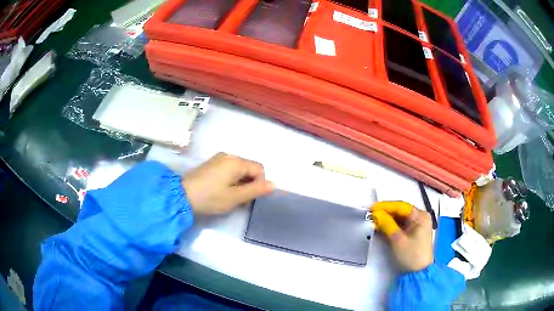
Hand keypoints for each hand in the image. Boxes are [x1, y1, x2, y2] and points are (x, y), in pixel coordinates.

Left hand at [183, 153, 274, 213]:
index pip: (259, 169)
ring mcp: (218, 158)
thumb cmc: (210, 197)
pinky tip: (222, 191)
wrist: (181, 196)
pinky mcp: (211, 164)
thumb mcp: (235, 197)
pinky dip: (231, 180)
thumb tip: (274, 184)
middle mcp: (228, 155)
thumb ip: (256, 190)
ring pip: (239, 170)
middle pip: (249, 168)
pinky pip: (229, 170)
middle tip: (239, 200)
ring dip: (240, 183)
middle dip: (249, 184)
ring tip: (230, 197)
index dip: (258, 184)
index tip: (247, 198)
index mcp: (236, 161)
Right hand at [371, 201, 432, 271]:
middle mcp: (421, 217)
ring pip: (400, 217)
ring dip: (388, 218)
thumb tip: (376, 214)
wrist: (418, 273)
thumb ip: (387, 224)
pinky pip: (401, 224)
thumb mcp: (398, 240)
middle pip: (401, 211)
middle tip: (371, 213)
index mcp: (421, 216)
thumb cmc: (411, 256)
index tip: (372, 208)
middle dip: (386, 212)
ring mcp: (418, 225)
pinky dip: (391, 225)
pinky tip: (382, 225)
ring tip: (374, 219)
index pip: (401, 206)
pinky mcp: (413, 232)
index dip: (386, 206)